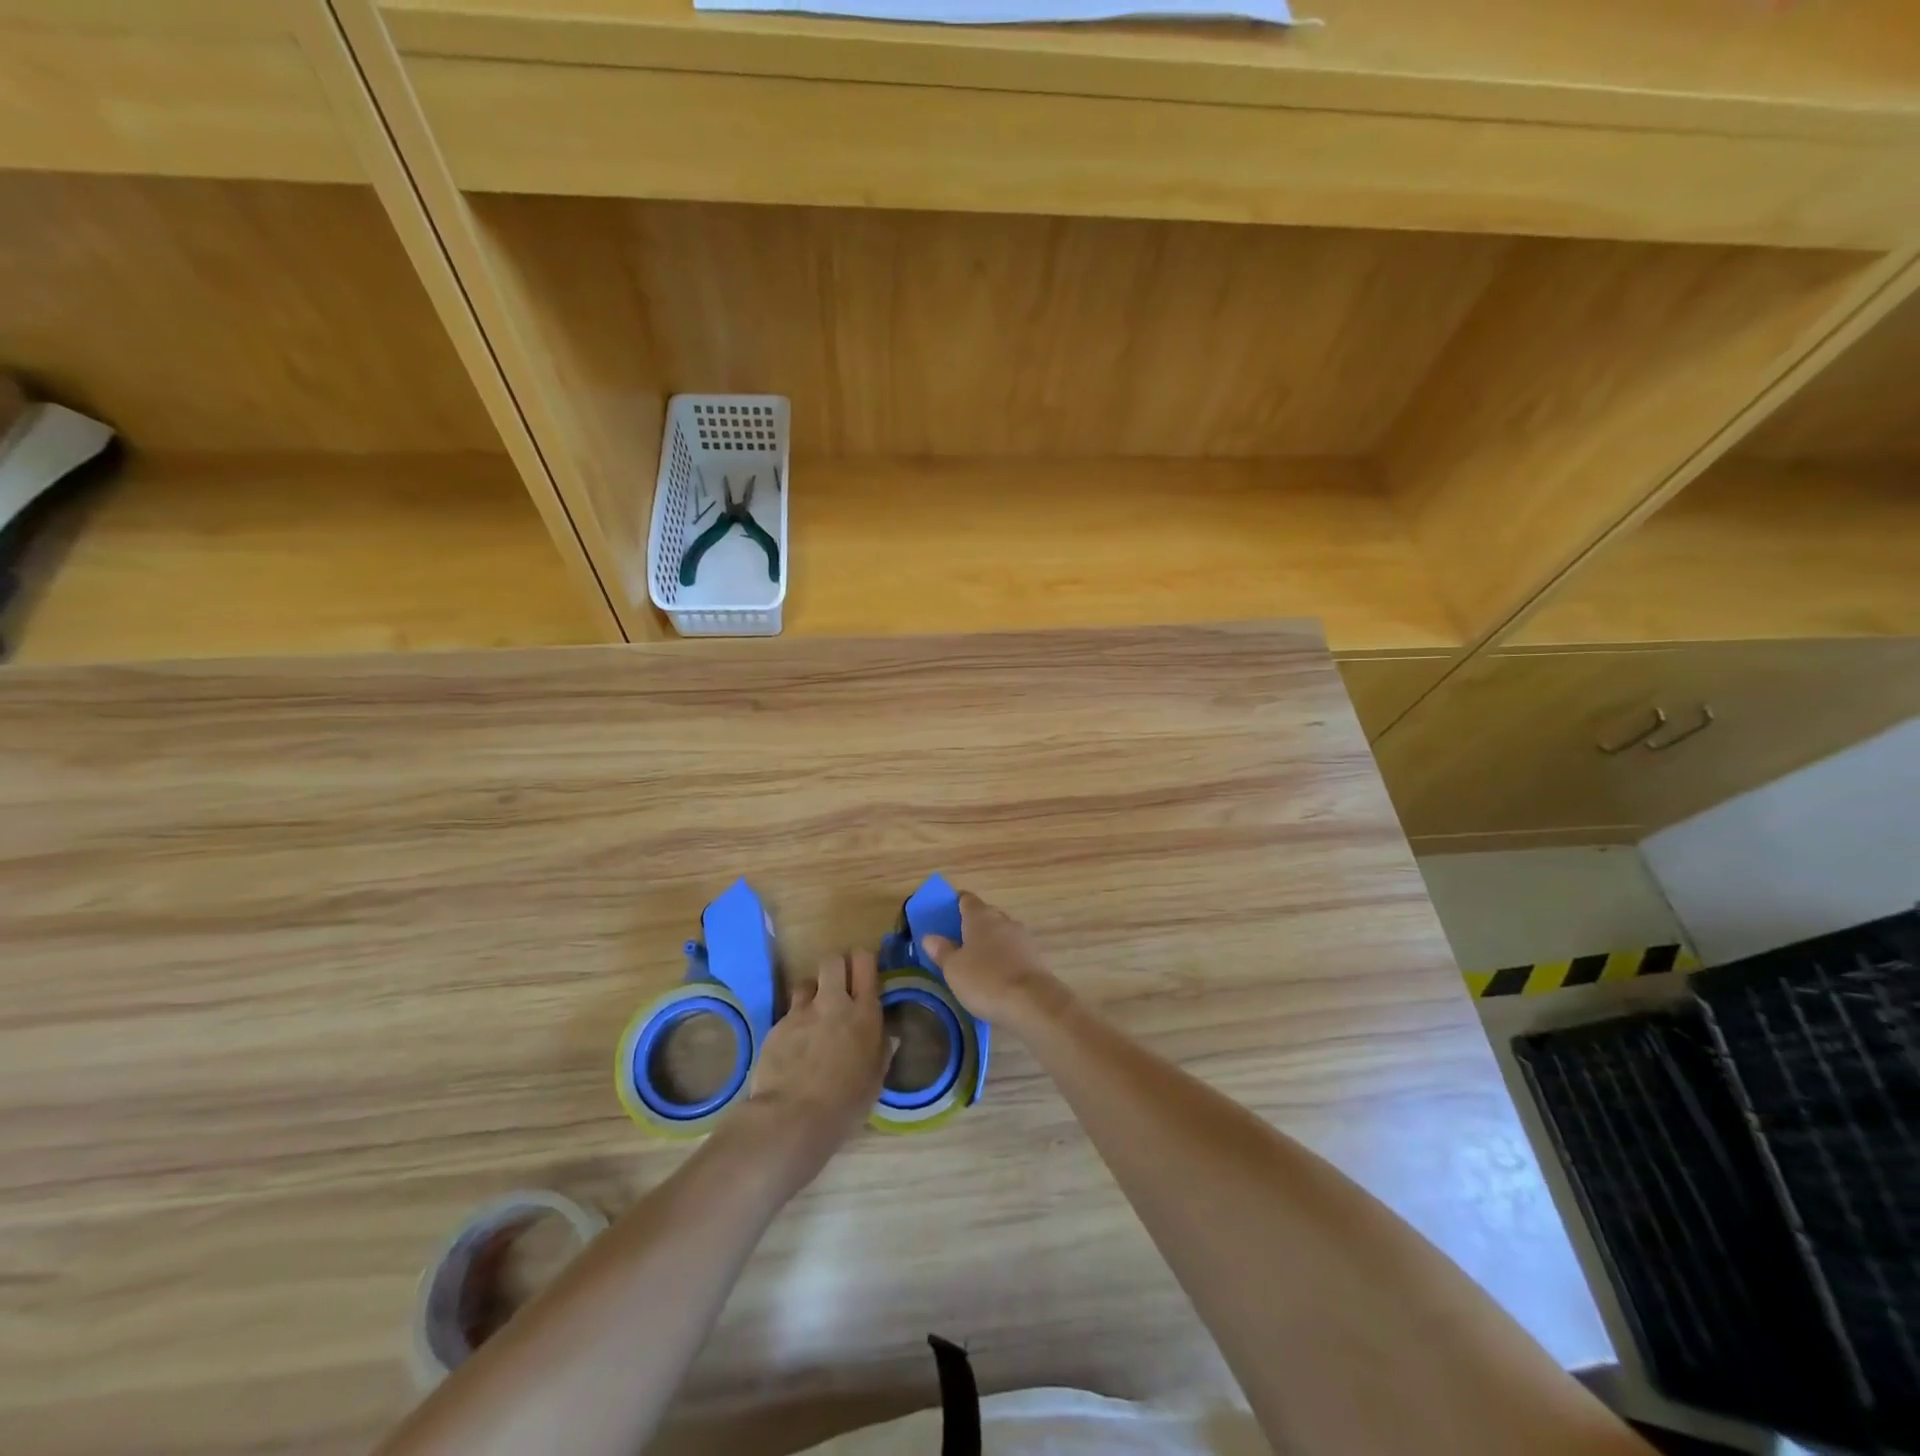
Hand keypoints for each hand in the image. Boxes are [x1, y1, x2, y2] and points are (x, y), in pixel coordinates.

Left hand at [743, 950, 889, 1170]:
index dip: (863, 960)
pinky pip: (789, 1012)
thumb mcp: (874, 1079)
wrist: (792, 1118)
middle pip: (833, 960)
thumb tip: (885, 1035)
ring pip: (806, 982)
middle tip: (839, 986)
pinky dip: (794, 1022)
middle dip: (836, 967)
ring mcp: (802, 1012)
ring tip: (813, 1014)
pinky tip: (794, 1045)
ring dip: (812, 993)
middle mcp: (833, 1003)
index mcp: (865, 1013)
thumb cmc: (844, 1105)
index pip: (865, 962)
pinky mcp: (777, 1025)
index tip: (863, 970)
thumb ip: (880, 1050)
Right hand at [921, 892, 1068, 1026]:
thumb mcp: (954, 969)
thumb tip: (930, 937)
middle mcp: (1003, 920)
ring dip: (990, 943)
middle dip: (972, 925)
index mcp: (980, 916)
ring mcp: (1023, 937)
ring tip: (976, 961)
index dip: (955, 904)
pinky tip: (996, 975)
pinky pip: (1013, 951)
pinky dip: (1004, 958)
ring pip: (1001, 933)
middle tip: (957, 943)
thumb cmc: (985, 980)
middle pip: (985, 915)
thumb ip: (942, 951)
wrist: (1032, 1002)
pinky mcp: (1035, 956)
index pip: (966, 899)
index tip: (945, 915)